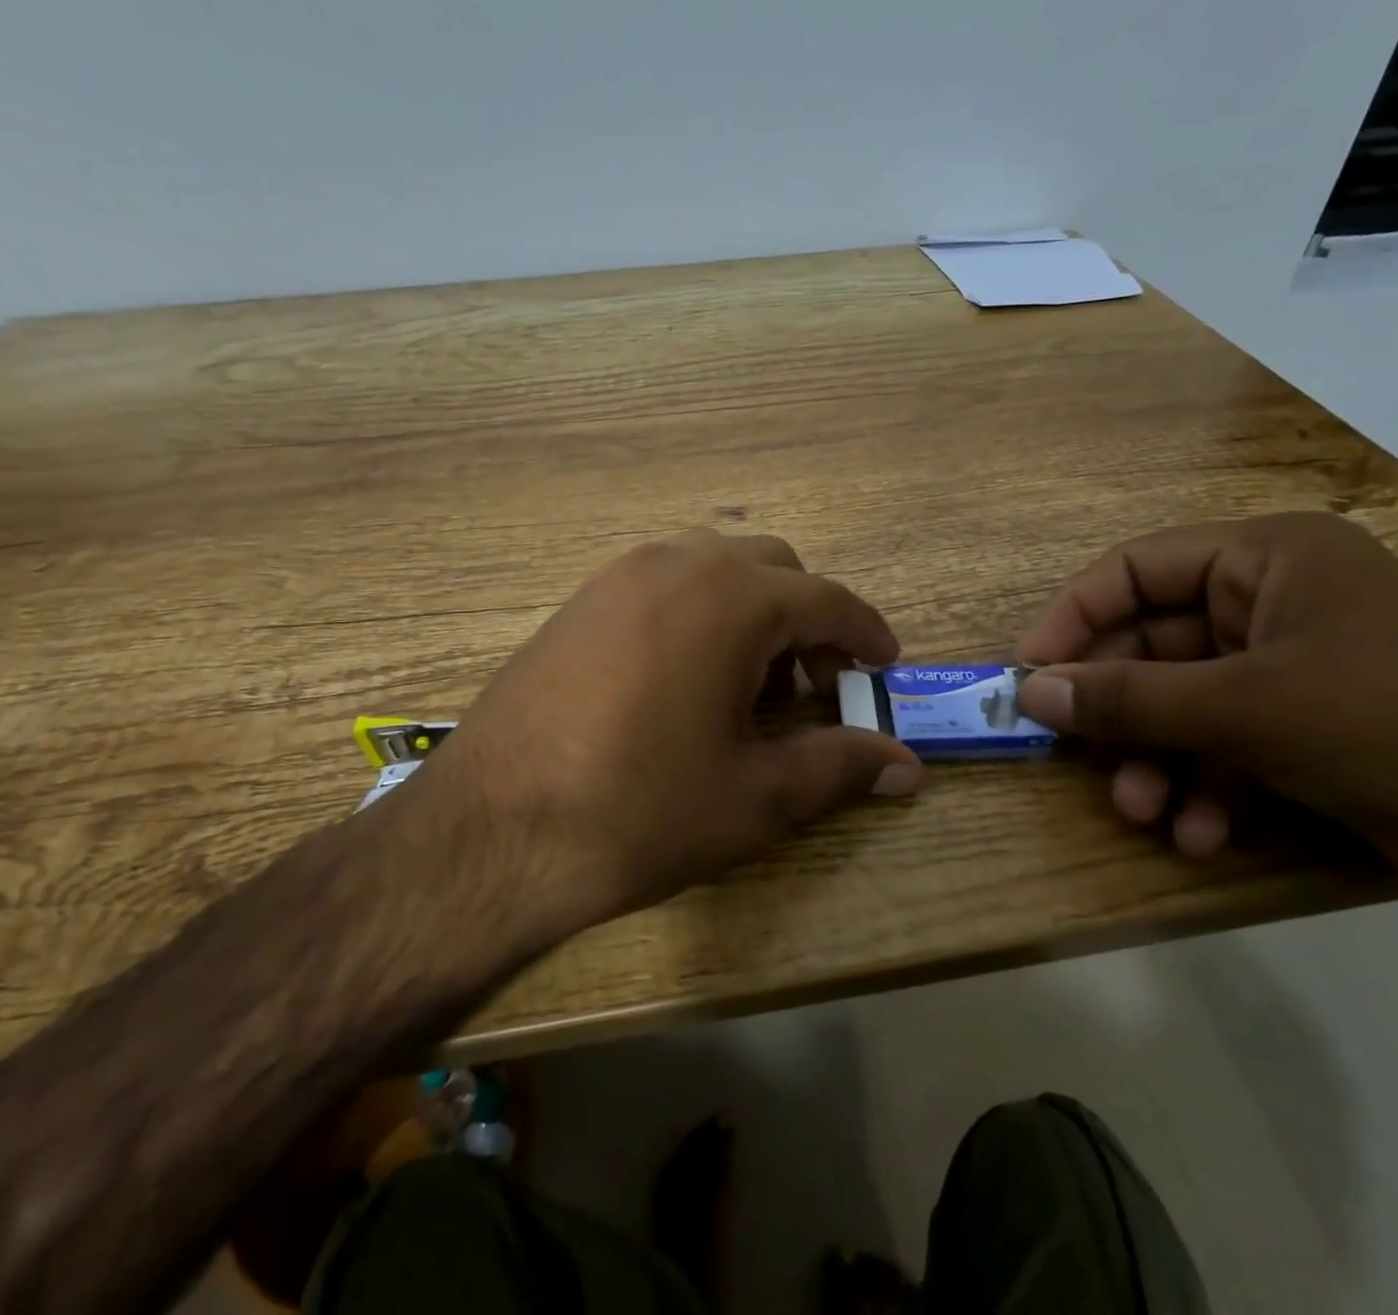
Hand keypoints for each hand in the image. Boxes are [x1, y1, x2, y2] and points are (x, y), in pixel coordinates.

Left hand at [421, 530, 922, 934]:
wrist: (490, 831)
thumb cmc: (638, 811)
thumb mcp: (753, 796)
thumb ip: (838, 767)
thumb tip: (908, 766)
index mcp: (730, 600)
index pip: (825, 600)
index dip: (865, 633)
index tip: (885, 663)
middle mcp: (675, 566)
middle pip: (772, 568)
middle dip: (807, 618)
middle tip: (815, 686)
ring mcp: (618, 578)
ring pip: (713, 567)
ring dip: (751, 610)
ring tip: (750, 683)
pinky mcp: (579, 602)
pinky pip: (663, 583)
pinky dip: (699, 612)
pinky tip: (686, 678)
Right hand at [1014, 513, 1397, 933]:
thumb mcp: (1247, 707)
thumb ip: (1128, 698)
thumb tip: (1029, 692)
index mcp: (1264, 561)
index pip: (1134, 570)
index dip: (1073, 618)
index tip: (1029, 673)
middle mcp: (1275, 606)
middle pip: (1155, 647)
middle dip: (1119, 712)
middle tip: (1076, 757)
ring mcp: (1298, 673)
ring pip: (1186, 706)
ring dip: (1156, 762)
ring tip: (1143, 813)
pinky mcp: (1318, 734)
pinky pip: (1231, 750)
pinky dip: (1208, 791)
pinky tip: (1200, 836)